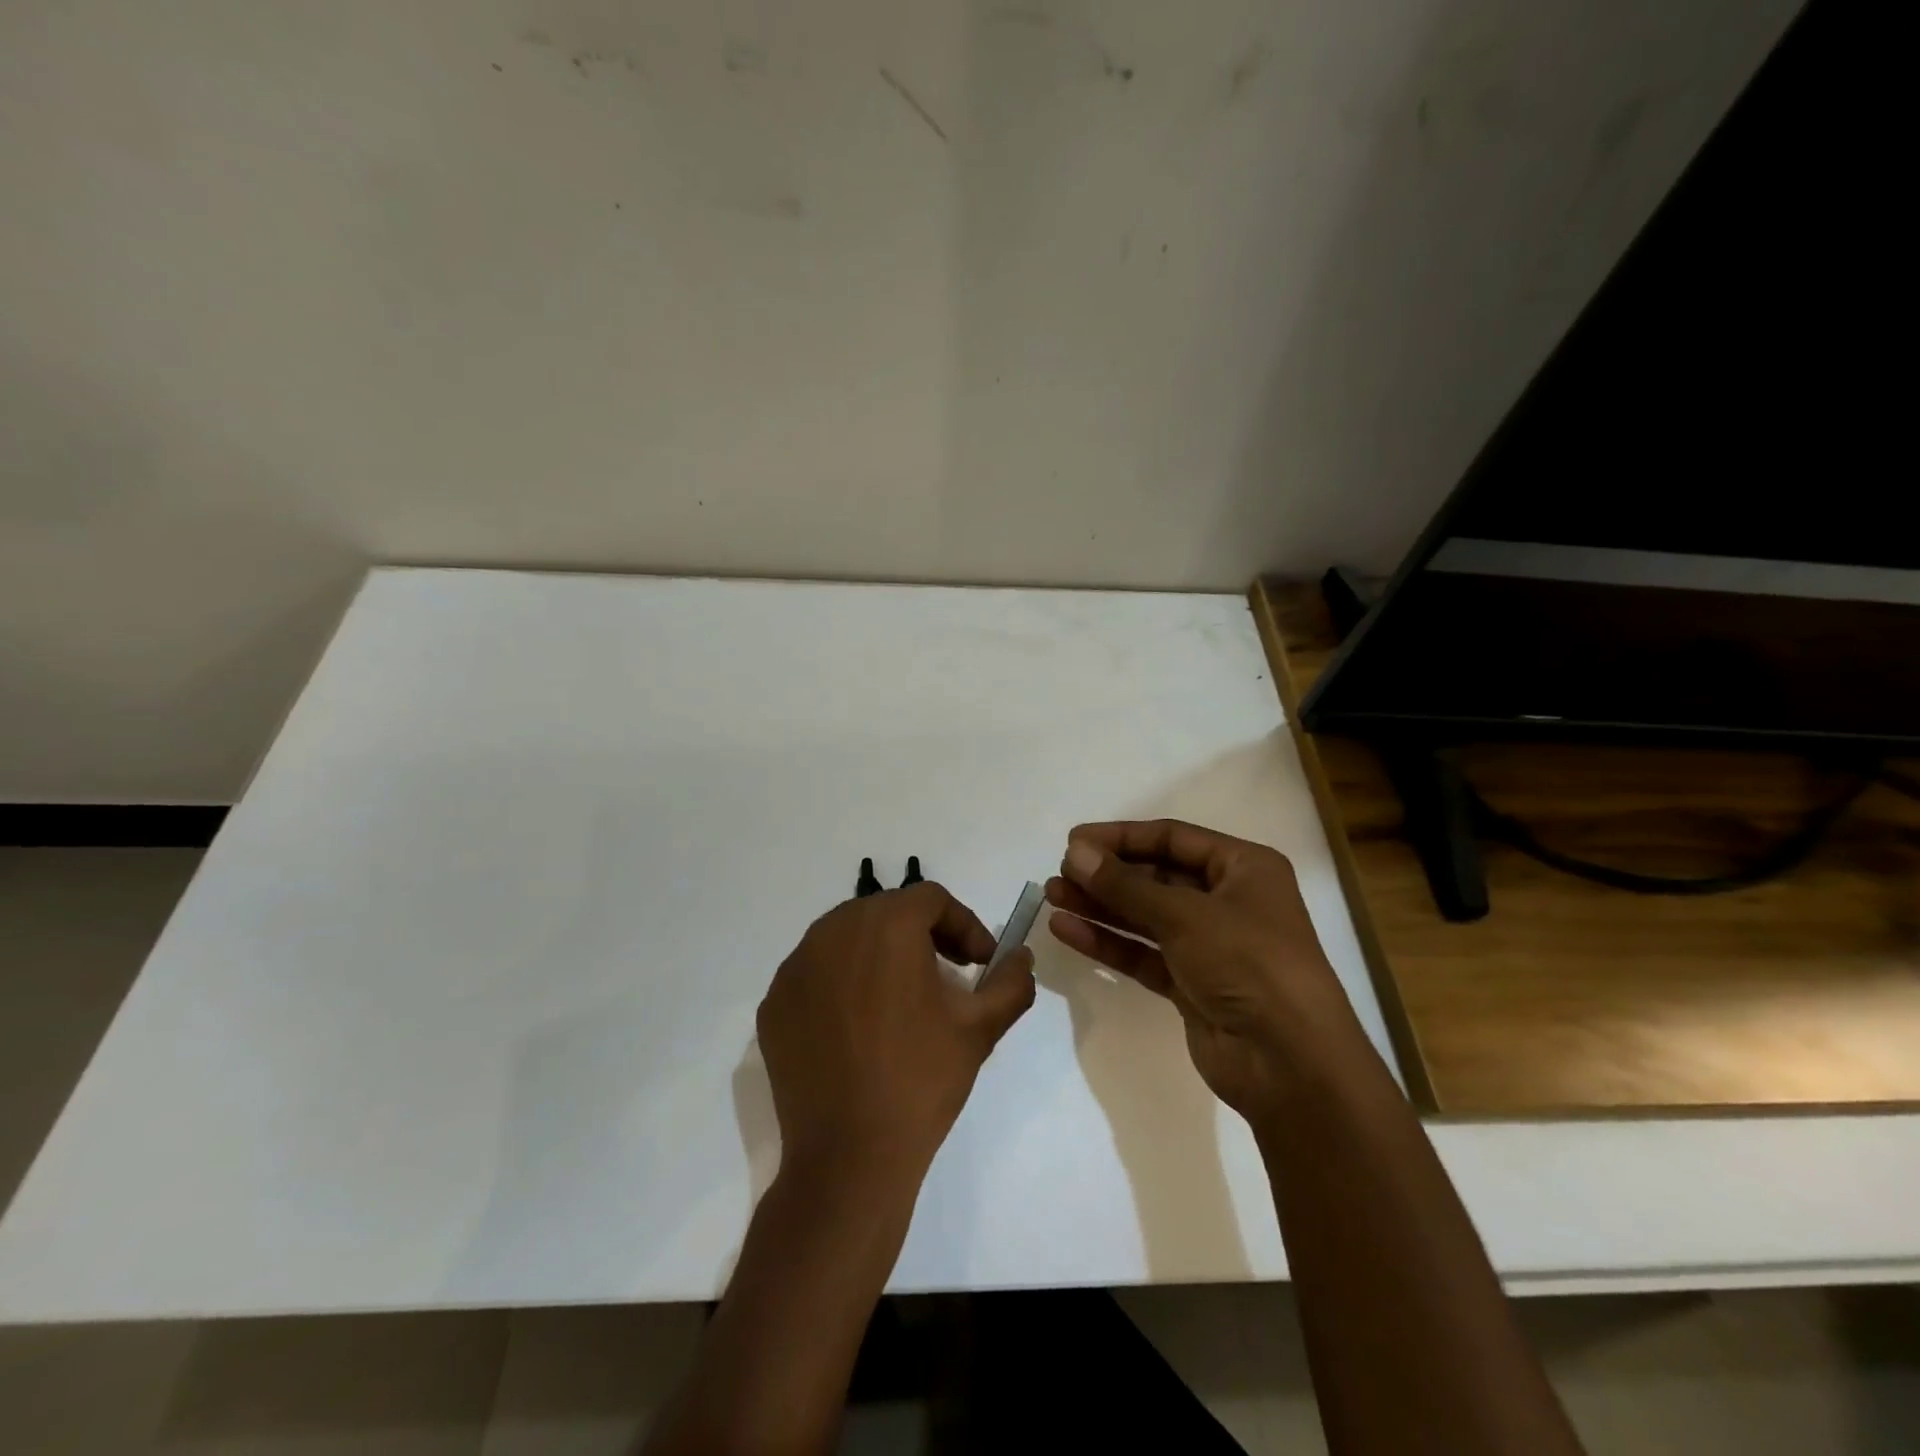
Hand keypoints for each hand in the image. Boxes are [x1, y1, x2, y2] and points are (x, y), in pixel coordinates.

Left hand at [758, 883, 1035, 1197]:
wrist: (848, 1157)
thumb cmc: (921, 1080)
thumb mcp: (980, 1028)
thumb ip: (1011, 982)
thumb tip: (1022, 956)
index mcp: (886, 925)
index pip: (931, 899)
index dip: (964, 924)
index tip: (980, 963)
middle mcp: (834, 931)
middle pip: (887, 911)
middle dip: (923, 934)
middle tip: (947, 973)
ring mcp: (796, 966)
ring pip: (847, 936)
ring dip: (880, 953)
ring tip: (901, 996)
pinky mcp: (774, 1002)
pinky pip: (816, 972)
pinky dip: (842, 981)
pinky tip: (858, 1024)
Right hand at [1046, 820, 1362, 1120]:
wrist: (1290, 1063)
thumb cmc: (1249, 964)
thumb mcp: (1185, 915)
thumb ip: (1125, 884)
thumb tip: (1074, 853)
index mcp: (1244, 868)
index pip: (1172, 838)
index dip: (1122, 836)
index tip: (1074, 840)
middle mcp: (1228, 900)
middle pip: (1156, 876)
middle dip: (1107, 874)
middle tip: (1060, 871)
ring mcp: (1209, 945)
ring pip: (1144, 916)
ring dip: (1100, 906)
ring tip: (1052, 896)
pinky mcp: (1191, 983)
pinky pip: (1142, 953)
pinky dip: (1108, 942)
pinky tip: (1067, 930)